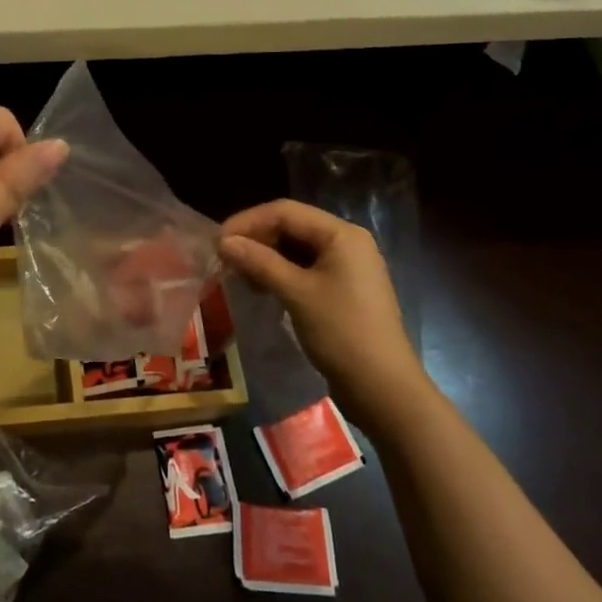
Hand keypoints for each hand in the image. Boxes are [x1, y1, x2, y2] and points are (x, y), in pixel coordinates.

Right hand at [219, 200, 422, 412]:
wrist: (384, 389)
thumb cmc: (342, 333)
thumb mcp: (297, 294)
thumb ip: (259, 262)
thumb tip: (223, 242)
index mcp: (341, 234)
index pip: (285, 212)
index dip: (248, 222)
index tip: (217, 242)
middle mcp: (346, 242)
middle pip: (291, 227)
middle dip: (256, 239)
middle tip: (225, 260)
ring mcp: (347, 266)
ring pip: (296, 248)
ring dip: (265, 257)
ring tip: (240, 276)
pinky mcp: (343, 289)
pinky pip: (305, 268)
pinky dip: (280, 273)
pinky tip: (262, 288)